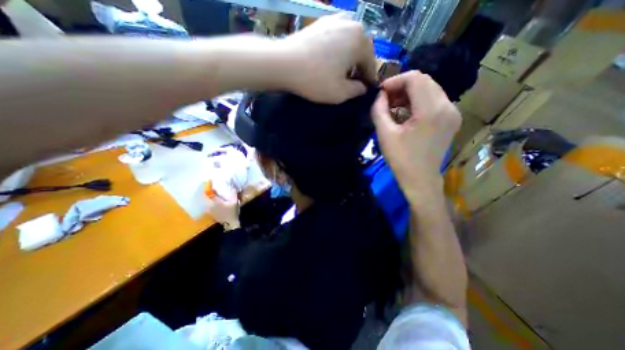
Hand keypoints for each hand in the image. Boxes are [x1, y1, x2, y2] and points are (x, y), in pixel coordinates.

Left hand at [207, 187, 240, 231]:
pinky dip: (210, 203)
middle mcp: (210, 205)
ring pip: (208, 201)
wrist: (230, 223)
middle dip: (209, 192)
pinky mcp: (211, 213)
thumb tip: (232, 186)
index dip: (209, 186)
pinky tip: (214, 202)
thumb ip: (233, 194)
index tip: (209, 181)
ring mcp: (209, 210)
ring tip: (213, 194)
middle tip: (212, 187)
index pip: (210, 192)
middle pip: (207, 197)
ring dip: (209, 197)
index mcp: (215, 201)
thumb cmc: (232, 212)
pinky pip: (208, 206)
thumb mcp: (234, 202)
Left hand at [282, 14, 374, 103]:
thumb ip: (357, 91)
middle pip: (361, 52)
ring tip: (340, 73)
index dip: (369, 80)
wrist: (283, 63)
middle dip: (358, 68)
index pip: (371, 65)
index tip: (365, 91)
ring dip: (348, 59)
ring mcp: (335, 20)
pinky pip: (336, 39)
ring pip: (349, 44)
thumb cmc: (316, 80)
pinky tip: (329, 62)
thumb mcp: (340, 93)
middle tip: (352, 83)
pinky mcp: (321, 22)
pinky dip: (337, 51)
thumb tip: (363, 87)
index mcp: (361, 41)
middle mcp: (352, 24)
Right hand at [373, 70, 459, 200]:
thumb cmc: (401, 159)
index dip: (395, 81)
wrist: (420, 179)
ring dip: (409, 94)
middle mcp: (447, 106)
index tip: (380, 93)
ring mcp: (452, 112)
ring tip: (394, 107)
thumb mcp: (385, 134)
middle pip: (424, 81)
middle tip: (385, 100)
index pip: (415, 78)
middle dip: (401, 87)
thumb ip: (379, 110)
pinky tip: (406, 113)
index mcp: (431, 110)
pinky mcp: (451, 119)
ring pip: (430, 89)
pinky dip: (418, 102)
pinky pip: (434, 100)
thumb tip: (379, 95)